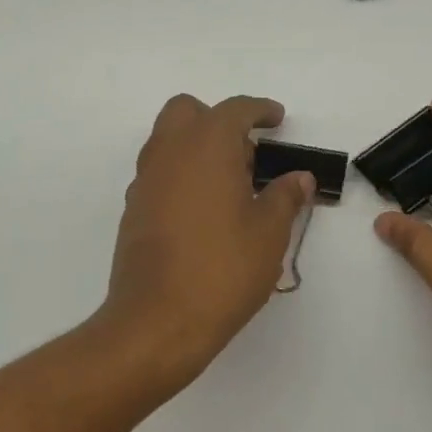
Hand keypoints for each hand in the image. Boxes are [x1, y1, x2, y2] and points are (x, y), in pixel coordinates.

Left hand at [99, 94, 313, 385]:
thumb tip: (298, 178)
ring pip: (168, 142)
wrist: (157, 322)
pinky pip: (159, 174)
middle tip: (247, 153)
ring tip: (231, 186)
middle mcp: (169, 153)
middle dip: (217, 120)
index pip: (234, 110)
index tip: (277, 119)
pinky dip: (182, 176)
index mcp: (206, 147)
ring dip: (197, 147)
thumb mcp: (269, 234)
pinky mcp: (133, 211)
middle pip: (187, 112)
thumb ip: (285, 197)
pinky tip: (205, 212)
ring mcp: (145, 182)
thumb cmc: (223, 270)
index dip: (259, 110)